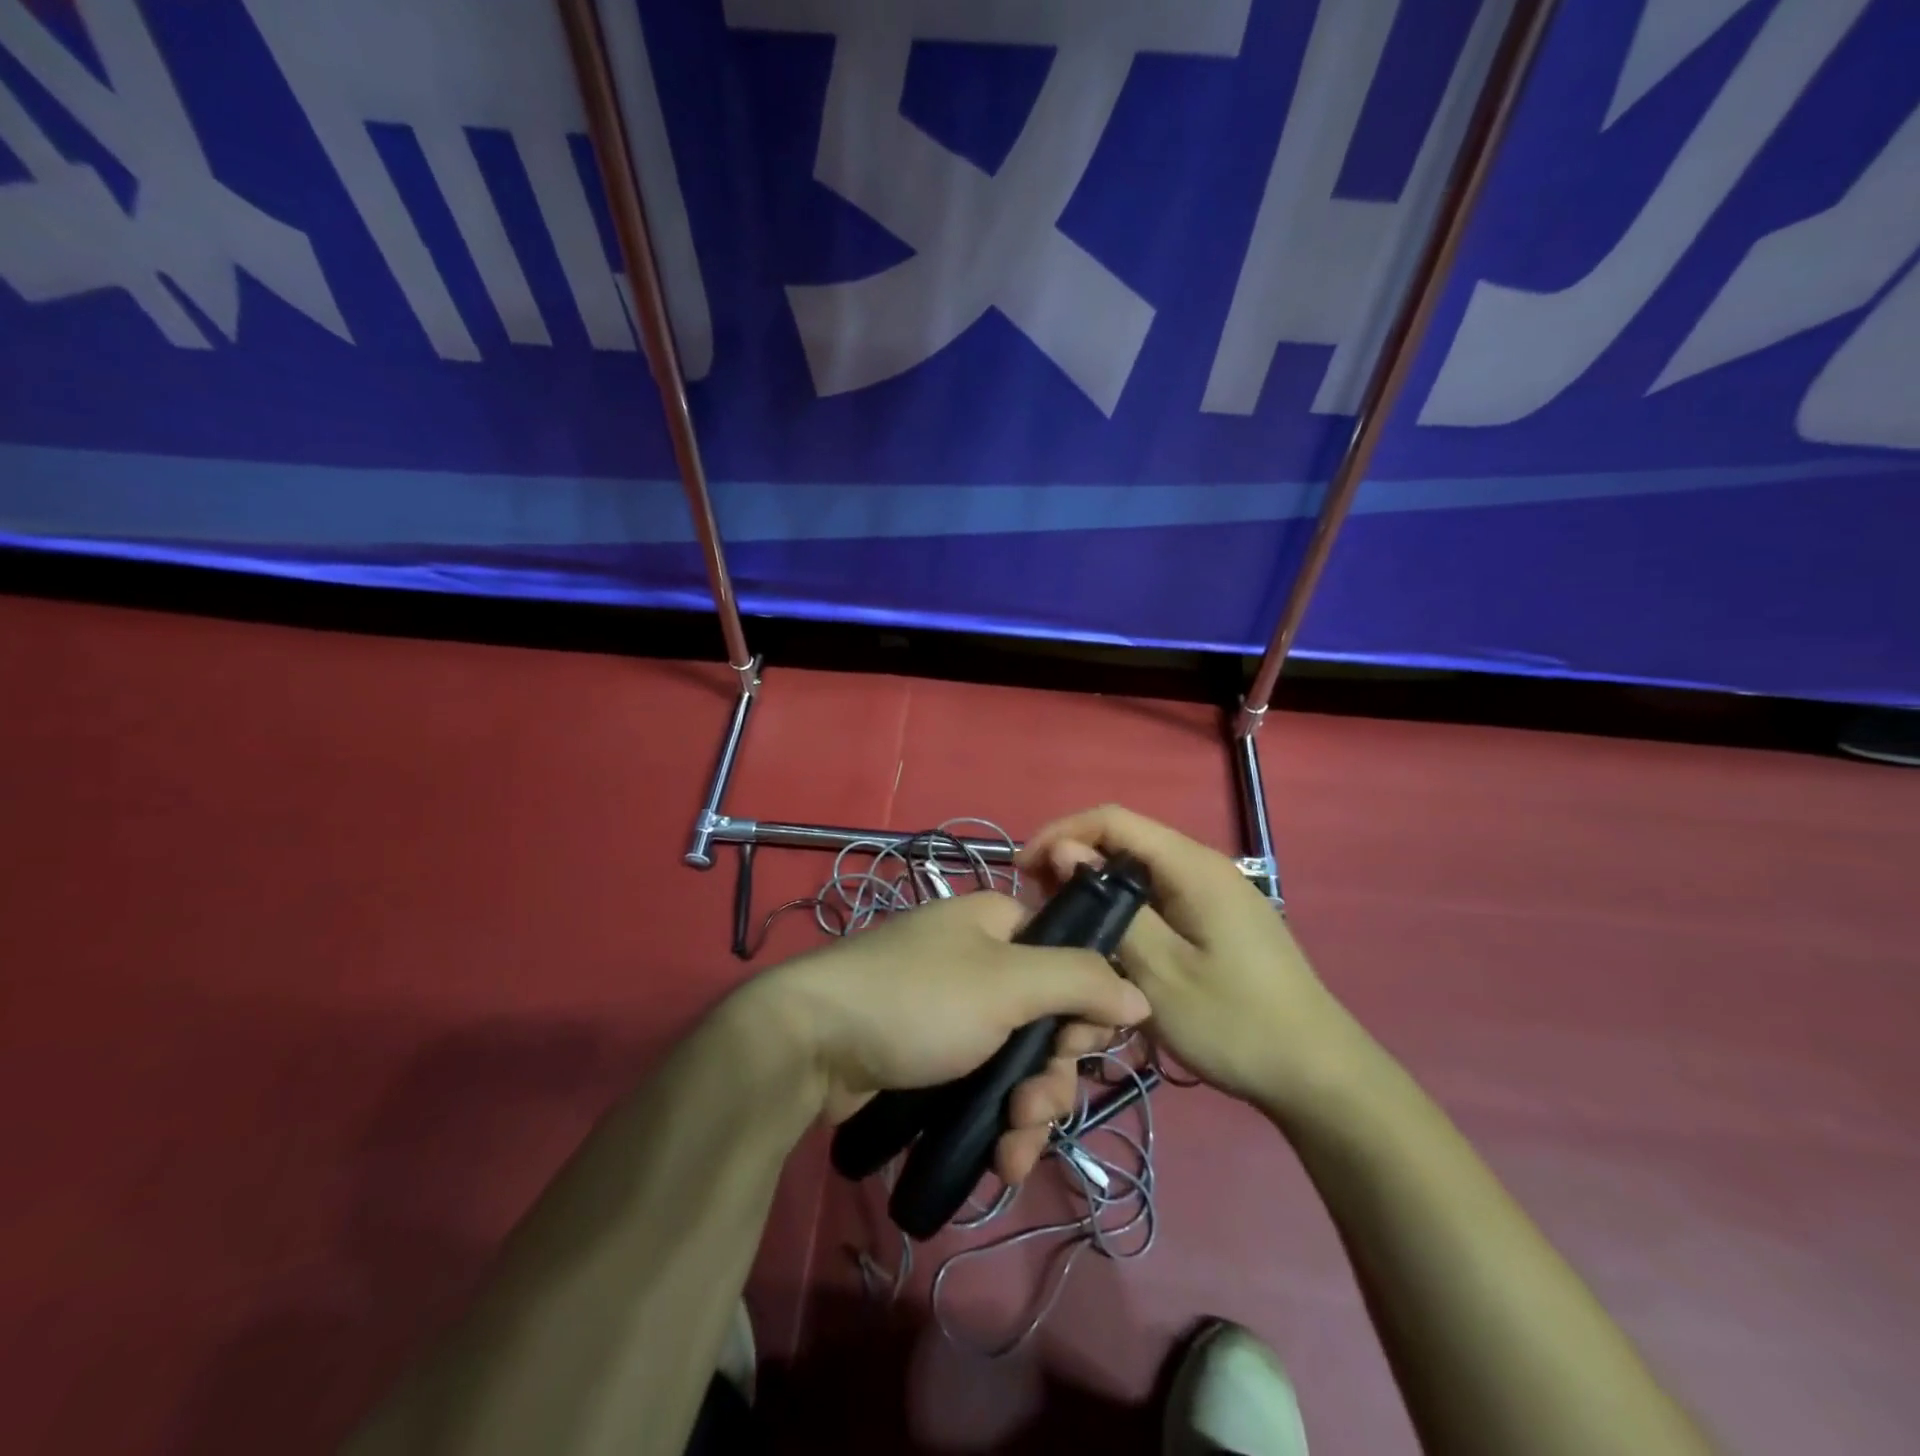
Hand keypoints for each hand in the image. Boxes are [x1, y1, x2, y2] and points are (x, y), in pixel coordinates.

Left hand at [751, 894, 1150, 1182]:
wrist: (810, 1043)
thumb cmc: (918, 999)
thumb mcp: (1007, 982)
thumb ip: (1079, 981)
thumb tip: (1139, 993)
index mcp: (998, 925)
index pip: (1070, 959)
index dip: (1085, 1007)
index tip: (1079, 1046)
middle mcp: (980, 962)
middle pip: (1048, 1020)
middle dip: (1054, 1075)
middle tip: (1035, 1106)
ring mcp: (954, 1013)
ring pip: (1020, 1063)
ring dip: (1030, 1111)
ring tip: (1013, 1149)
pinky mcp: (931, 1057)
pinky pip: (984, 1087)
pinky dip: (998, 1124)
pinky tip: (999, 1163)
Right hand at [1021, 804, 1366, 1115]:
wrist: (1319, 1076)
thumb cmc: (1234, 1023)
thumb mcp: (1159, 971)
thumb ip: (1109, 905)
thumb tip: (1065, 852)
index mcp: (1192, 866)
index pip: (1113, 819)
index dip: (1062, 833)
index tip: (1023, 869)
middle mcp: (1205, 865)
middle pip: (1126, 840)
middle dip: (1075, 859)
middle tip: (1038, 902)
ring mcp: (1216, 892)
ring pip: (1141, 870)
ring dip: (1098, 886)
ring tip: (1065, 921)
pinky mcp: (1220, 918)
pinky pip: (1160, 895)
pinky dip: (1124, 906)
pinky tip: (1109, 939)